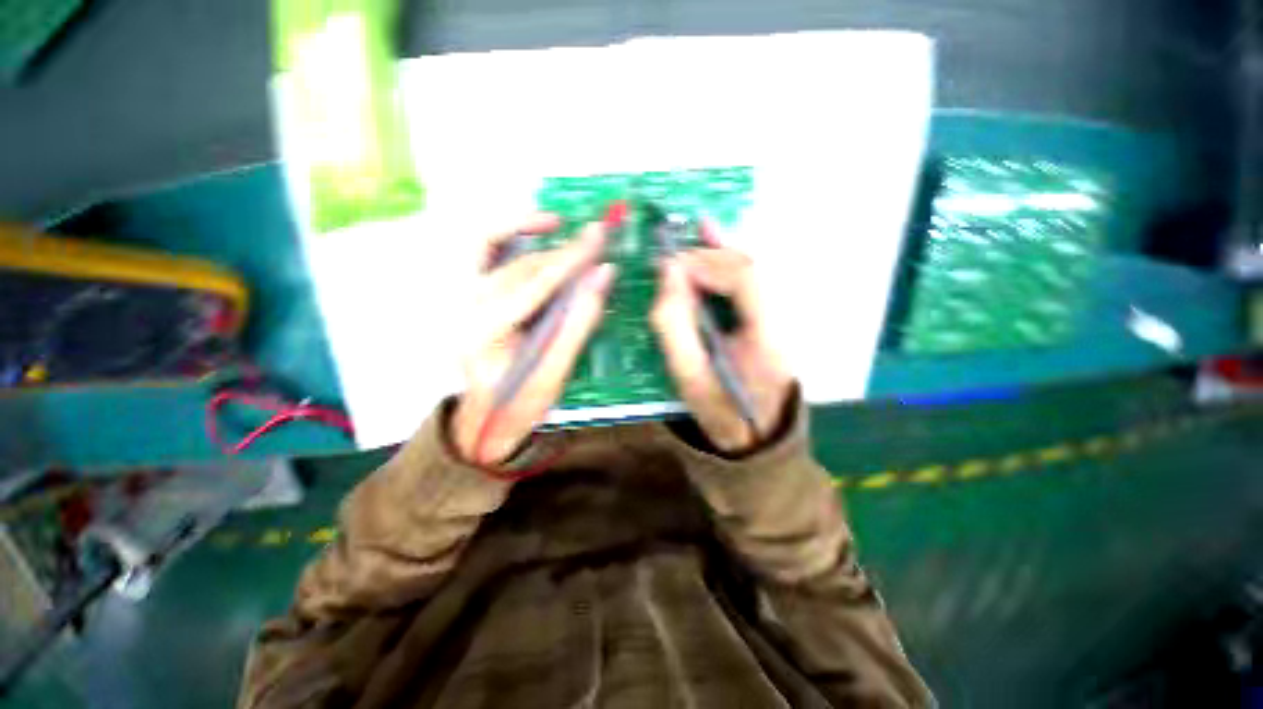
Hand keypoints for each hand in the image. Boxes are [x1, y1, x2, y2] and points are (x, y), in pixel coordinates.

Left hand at [453, 215, 614, 464]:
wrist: (484, 418)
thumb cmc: (520, 403)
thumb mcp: (556, 371)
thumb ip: (580, 321)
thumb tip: (603, 274)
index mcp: (485, 333)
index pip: (536, 283)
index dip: (572, 258)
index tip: (599, 235)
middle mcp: (464, 308)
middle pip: (519, 266)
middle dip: (562, 251)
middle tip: (595, 237)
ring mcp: (458, 298)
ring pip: (488, 246)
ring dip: (523, 228)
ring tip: (558, 223)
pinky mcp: (463, 295)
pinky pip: (479, 251)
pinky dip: (504, 234)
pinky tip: (531, 232)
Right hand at [651, 247, 792, 452]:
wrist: (756, 440)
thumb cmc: (721, 415)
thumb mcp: (689, 378)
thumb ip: (675, 326)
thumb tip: (668, 275)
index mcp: (766, 338)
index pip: (744, 280)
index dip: (706, 263)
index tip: (670, 266)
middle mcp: (779, 320)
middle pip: (749, 268)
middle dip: (709, 254)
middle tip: (672, 251)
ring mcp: (777, 319)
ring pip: (749, 271)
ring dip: (718, 251)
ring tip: (694, 231)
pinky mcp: (767, 321)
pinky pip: (746, 283)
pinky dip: (726, 262)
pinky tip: (713, 241)